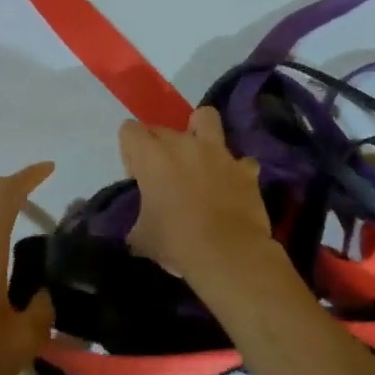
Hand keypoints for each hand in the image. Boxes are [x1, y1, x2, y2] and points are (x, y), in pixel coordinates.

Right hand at [119, 107, 273, 286]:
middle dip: (159, 148)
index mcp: (152, 156)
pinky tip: (231, 187)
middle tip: (164, 179)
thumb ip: (137, 223)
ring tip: (200, 158)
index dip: (130, 152)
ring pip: (206, 118)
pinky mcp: (244, 169)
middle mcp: (183, 144)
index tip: (138, 178)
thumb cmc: (177, 243)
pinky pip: (239, 160)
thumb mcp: (142, 238)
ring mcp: (217, 152)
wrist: (228, 256)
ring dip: (200, 132)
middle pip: (162, 128)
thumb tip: (139, 230)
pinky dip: (235, 171)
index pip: (129, 130)